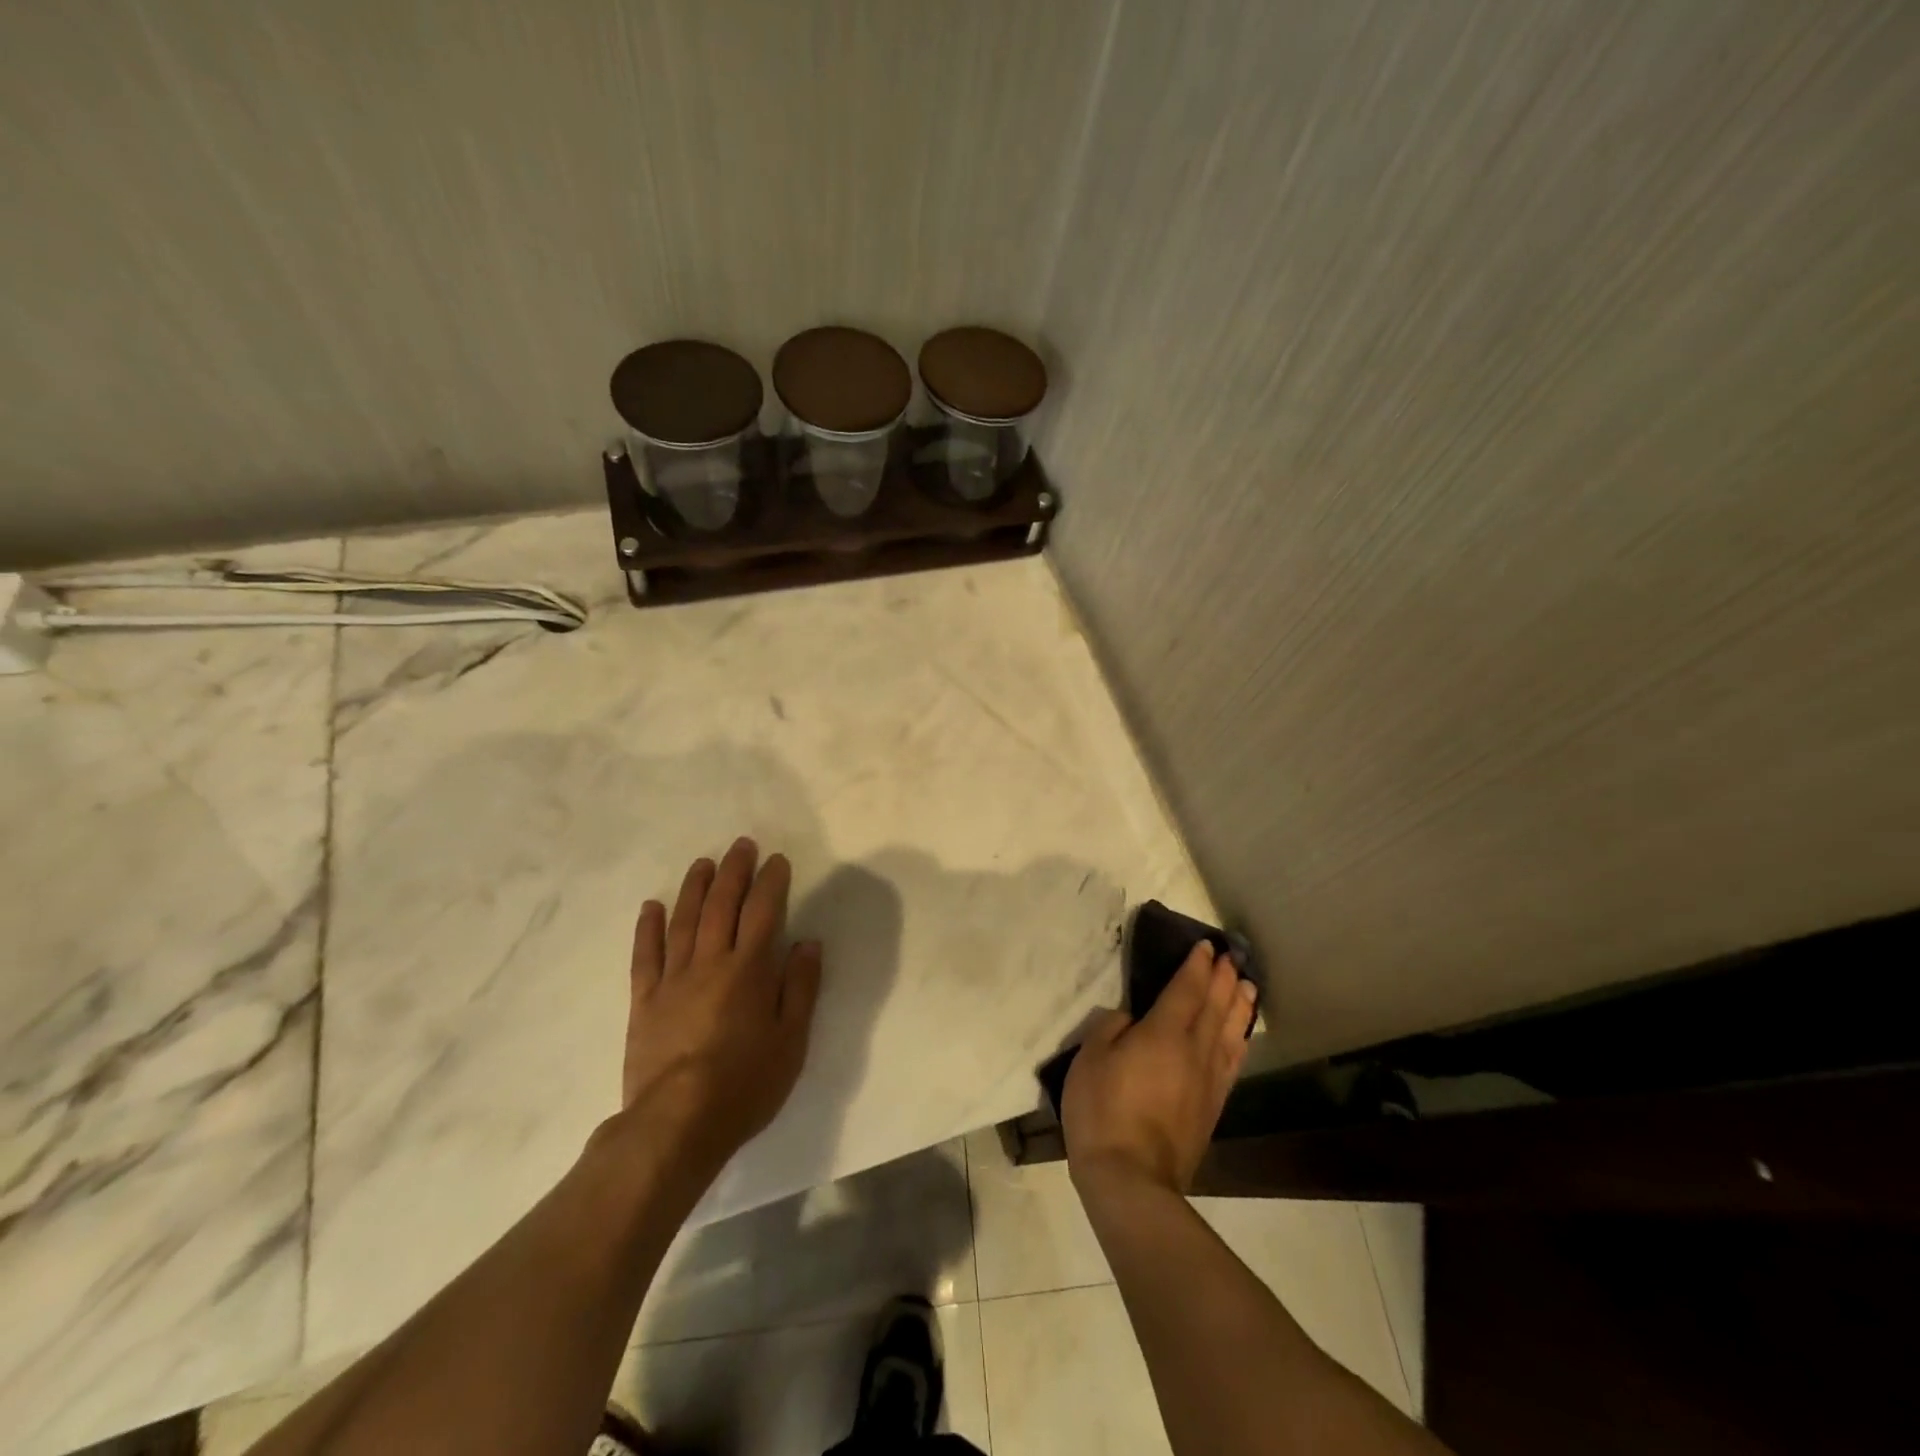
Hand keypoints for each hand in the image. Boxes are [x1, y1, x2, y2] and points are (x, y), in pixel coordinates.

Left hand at [620, 837, 822, 1180]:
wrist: (676, 1124)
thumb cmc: (745, 1084)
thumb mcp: (791, 1041)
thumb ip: (801, 988)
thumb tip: (808, 944)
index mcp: (749, 971)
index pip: (763, 912)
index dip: (771, 882)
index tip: (777, 860)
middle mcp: (710, 964)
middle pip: (722, 906)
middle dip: (733, 872)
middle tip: (741, 845)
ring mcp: (672, 980)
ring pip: (684, 922)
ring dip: (694, 888)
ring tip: (703, 862)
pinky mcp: (644, 1001)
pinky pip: (646, 956)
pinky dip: (649, 928)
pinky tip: (652, 906)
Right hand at [1062, 941, 1256, 1197]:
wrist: (1131, 1179)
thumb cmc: (1102, 1111)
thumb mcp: (1090, 1059)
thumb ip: (1110, 1028)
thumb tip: (1130, 1019)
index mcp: (1163, 1033)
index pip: (1186, 989)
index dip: (1197, 965)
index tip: (1207, 946)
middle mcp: (1193, 1050)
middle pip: (1214, 1006)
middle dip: (1223, 979)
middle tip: (1233, 956)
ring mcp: (1207, 1080)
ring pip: (1230, 1033)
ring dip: (1239, 1006)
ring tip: (1248, 986)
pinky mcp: (1212, 1107)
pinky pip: (1232, 1063)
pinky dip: (1240, 1042)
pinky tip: (1241, 1037)